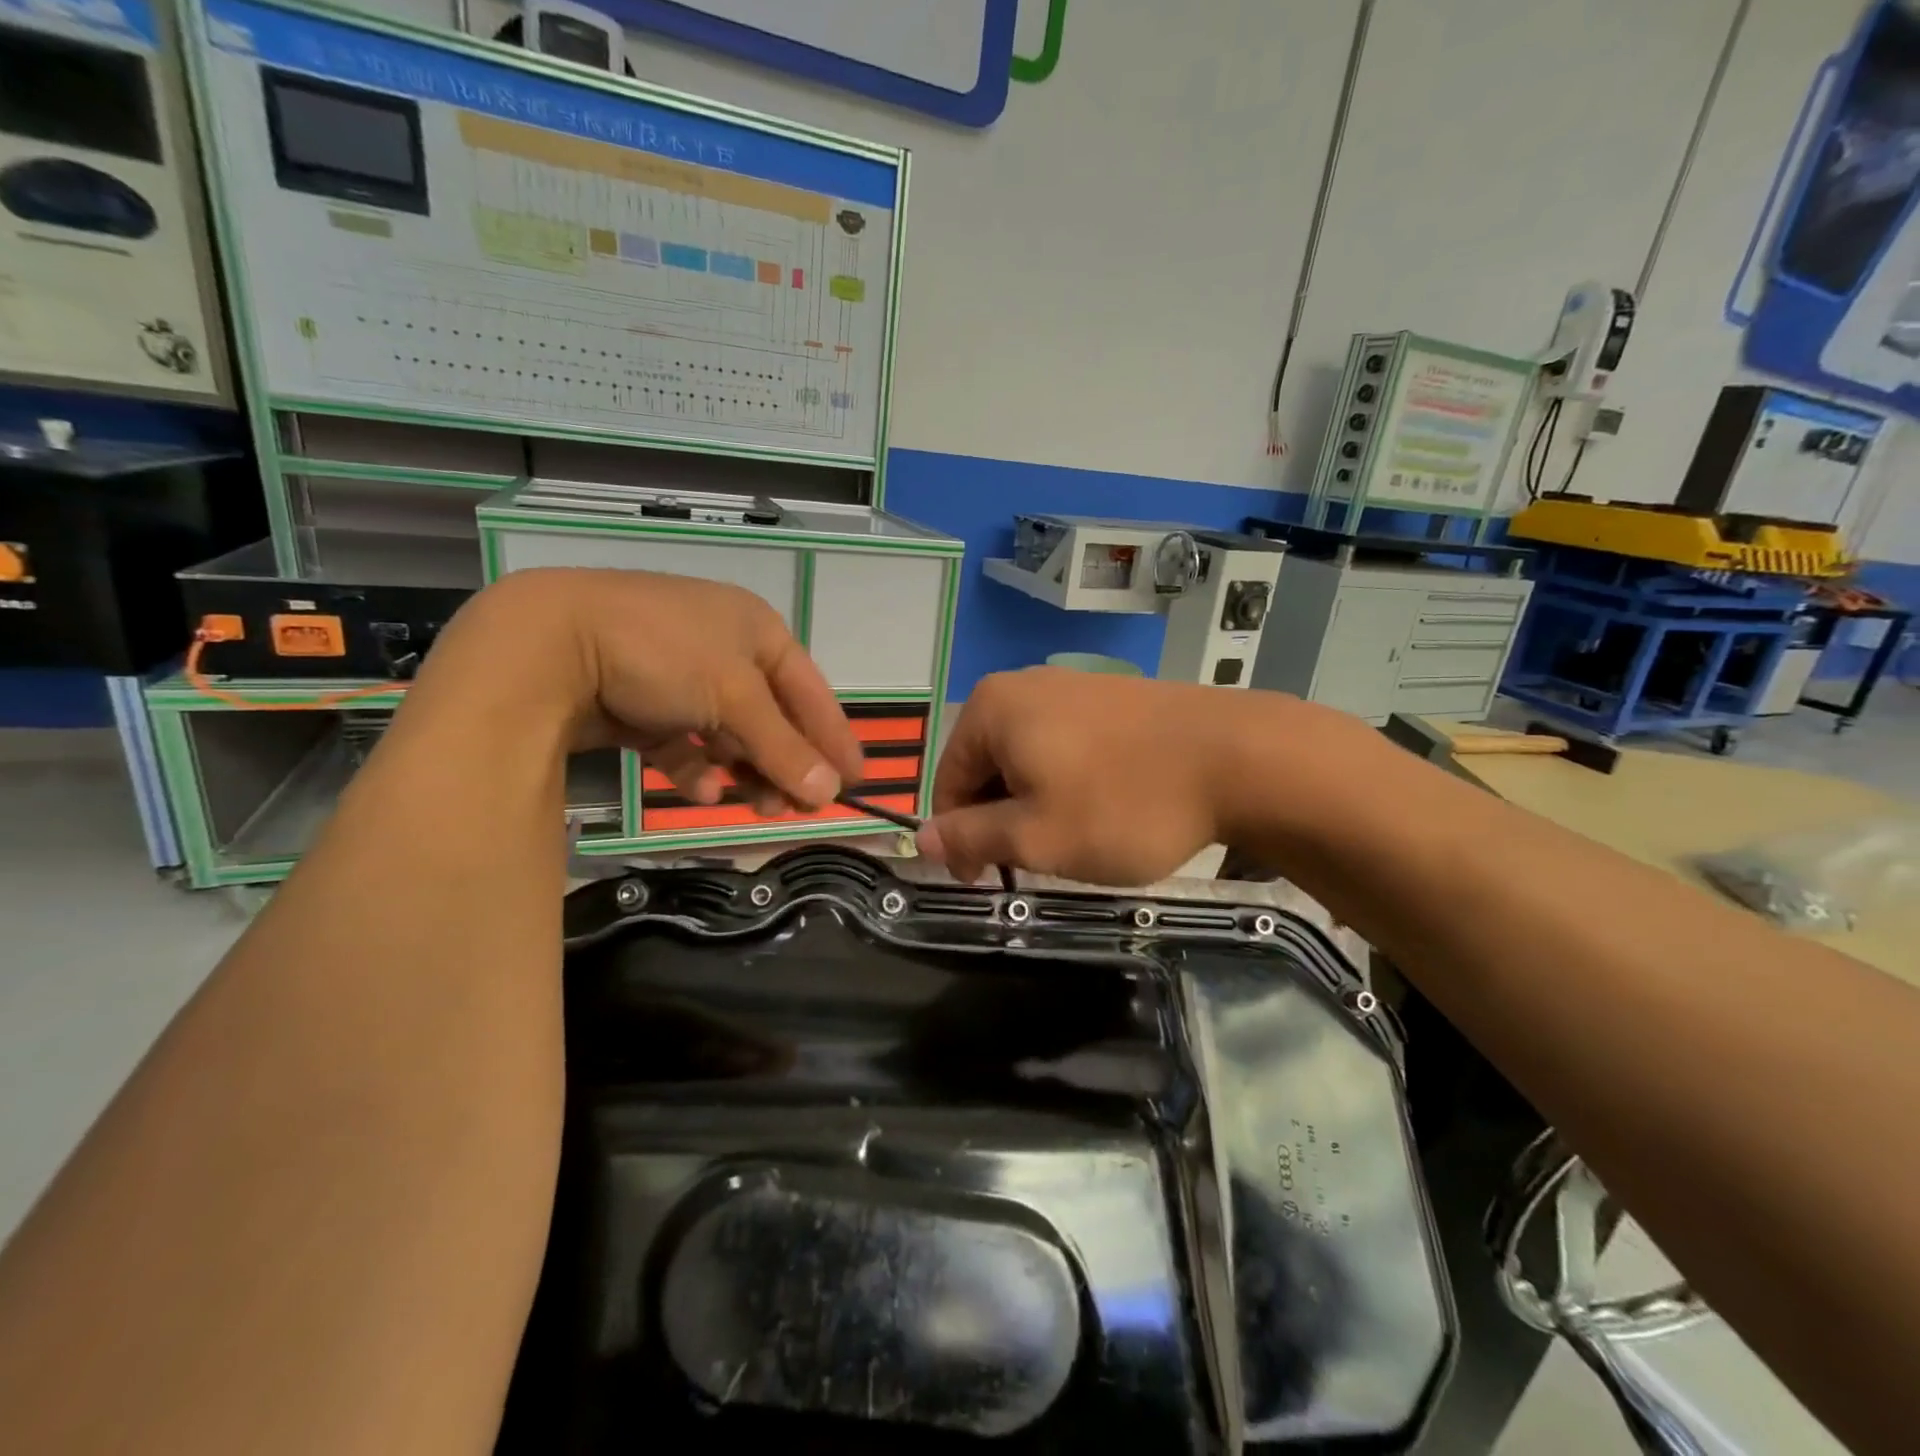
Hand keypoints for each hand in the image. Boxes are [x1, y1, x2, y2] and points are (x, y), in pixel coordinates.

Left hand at [424, 569, 863, 812]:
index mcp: (755, 629)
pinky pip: (683, 742)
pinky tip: (702, 791)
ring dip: (744, 770)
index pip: (810, 691)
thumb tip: (831, 794)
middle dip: (785, 763)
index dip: (833, 737)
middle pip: (770, 716)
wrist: (543, 645)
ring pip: (728, 734)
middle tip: (799, 808)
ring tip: (755, 806)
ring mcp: (678, 675)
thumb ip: (782, 747)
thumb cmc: (661, 653)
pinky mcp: (639, 703)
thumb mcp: (733, 697)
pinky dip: (696, 768)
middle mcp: (722, 647)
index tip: (855, 781)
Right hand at [916, 668, 1275, 886]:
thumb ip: (970, 838)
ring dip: (1036, 806)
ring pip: (1028, 760)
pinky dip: (1070, 783)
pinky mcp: (1112, 696)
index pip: (948, 783)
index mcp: (991, 710)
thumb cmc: (1122, 805)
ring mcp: (1071, 685)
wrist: (1239, 758)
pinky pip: (1066, 746)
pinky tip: (1105, 808)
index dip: (962, 840)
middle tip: (1040, 863)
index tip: (991, 882)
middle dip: (1002, 820)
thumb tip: (922, 839)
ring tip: (1076, 839)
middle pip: (987, 768)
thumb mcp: (1036, 837)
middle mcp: (1023, 686)